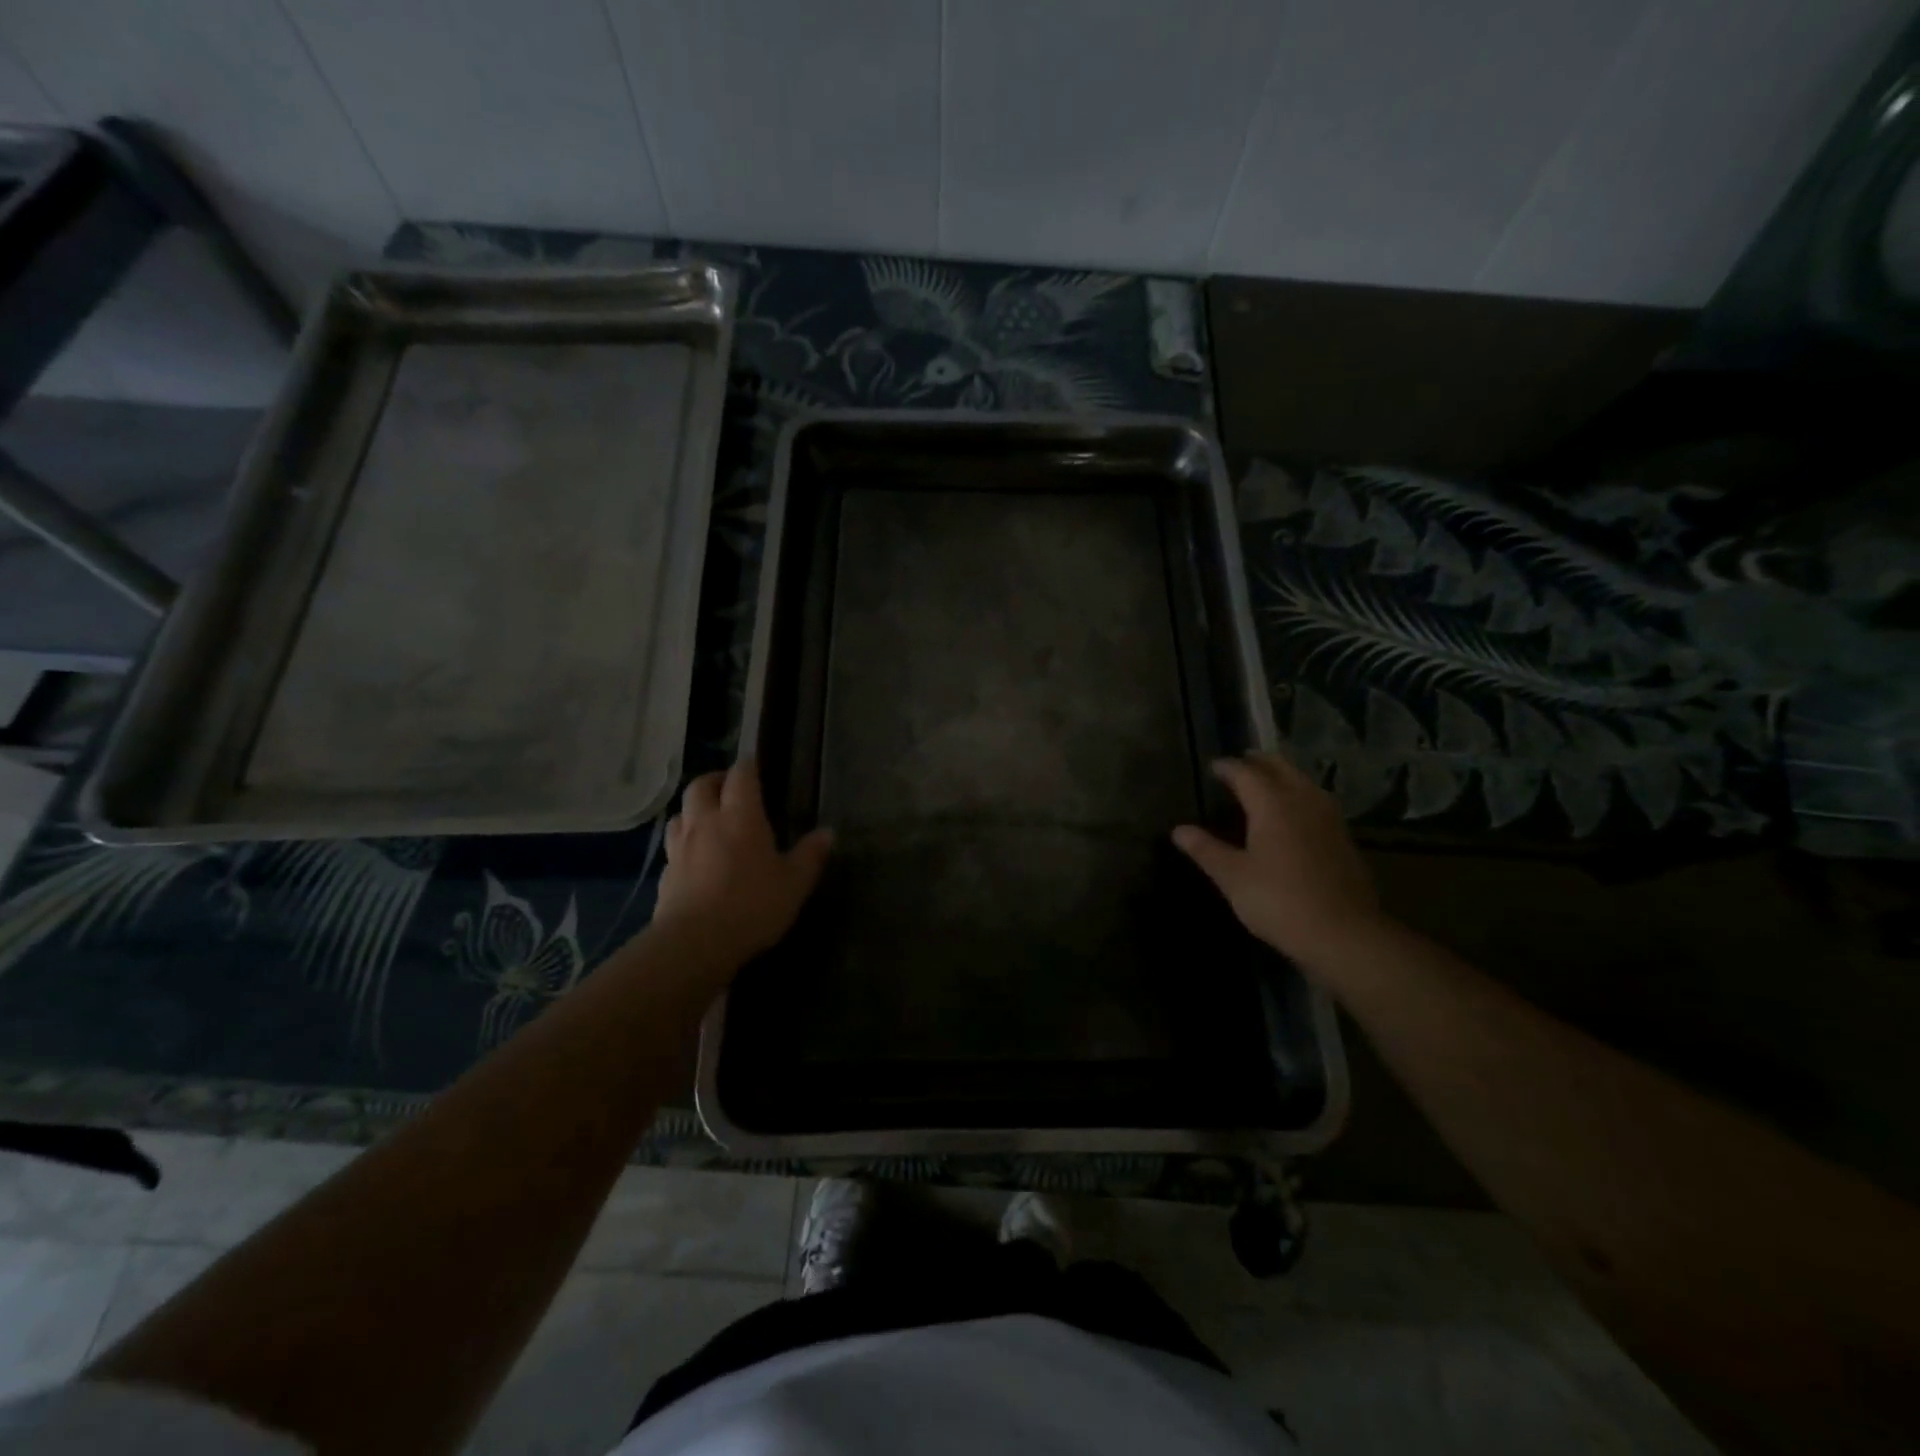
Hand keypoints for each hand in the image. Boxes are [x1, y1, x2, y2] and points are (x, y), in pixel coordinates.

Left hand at [653, 761, 832, 969]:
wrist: (695, 943)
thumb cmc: (752, 905)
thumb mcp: (794, 883)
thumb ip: (810, 855)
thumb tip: (828, 832)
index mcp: (741, 816)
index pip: (741, 776)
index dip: (748, 767)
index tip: (755, 765)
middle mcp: (706, 822)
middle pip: (701, 786)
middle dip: (715, 780)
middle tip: (730, 788)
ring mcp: (681, 847)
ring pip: (681, 813)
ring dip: (694, 809)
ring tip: (709, 819)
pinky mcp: (666, 873)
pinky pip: (674, 845)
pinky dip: (685, 841)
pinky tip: (695, 857)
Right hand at [1172, 753, 1385, 970]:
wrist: (1344, 934)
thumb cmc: (1279, 901)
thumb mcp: (1233, 877)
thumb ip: (1206, 849)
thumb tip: (1179, 830)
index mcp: (1272, 804)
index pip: (1245, 773)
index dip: (1227, 767)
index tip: (1213, 767)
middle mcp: (1303, 800)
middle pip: (1280, 768)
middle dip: (1258, 762)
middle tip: (1240, 764)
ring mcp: (1328, 818)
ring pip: (1302, 782)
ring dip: (1282, 775)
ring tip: (1265, 782)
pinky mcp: (1343, 837)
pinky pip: (1316, 801)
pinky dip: (1299, 795)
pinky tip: (1293, 813)